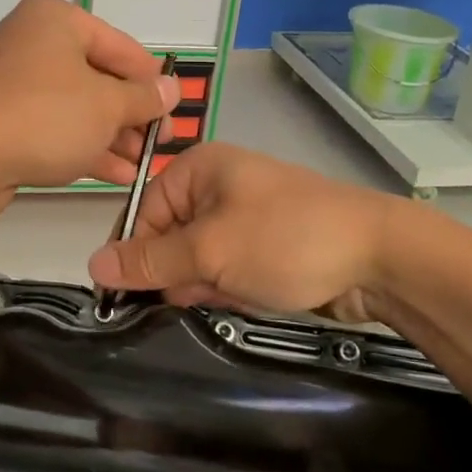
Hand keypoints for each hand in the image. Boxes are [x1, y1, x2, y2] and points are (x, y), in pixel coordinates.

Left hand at [0, 0, 178, 213]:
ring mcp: (13, 81)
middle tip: (159, 143)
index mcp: (56, 20)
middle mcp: (32, 41)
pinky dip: (83, 145)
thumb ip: (144, 97)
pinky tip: (116, 173)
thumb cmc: (43, 117)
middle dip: (131, 114)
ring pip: (76, 105)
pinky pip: (53, 126)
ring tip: (142, 164)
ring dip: (111, 135)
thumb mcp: (106, 106)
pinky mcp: (2, 117)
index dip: (151, 81)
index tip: (175, 112)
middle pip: (97, 76)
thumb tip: (172, 88)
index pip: (120, 47)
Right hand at [86, 143, 394, 316]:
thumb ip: (151, 261)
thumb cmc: (285, 239)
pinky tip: (240, 298)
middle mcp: (217, 186)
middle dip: (170, 272)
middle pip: (168, 235)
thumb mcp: (210, 250)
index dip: (131, 253)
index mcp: (199, 169)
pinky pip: (226, 267)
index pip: (143, 211)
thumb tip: (93, 266)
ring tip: (220, 297)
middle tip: (178, 301)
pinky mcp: (264, 246)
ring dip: (200, 283)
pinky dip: (225, 286)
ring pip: (197, 257)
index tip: (121, 298)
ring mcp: (244, 217)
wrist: (379, 259)